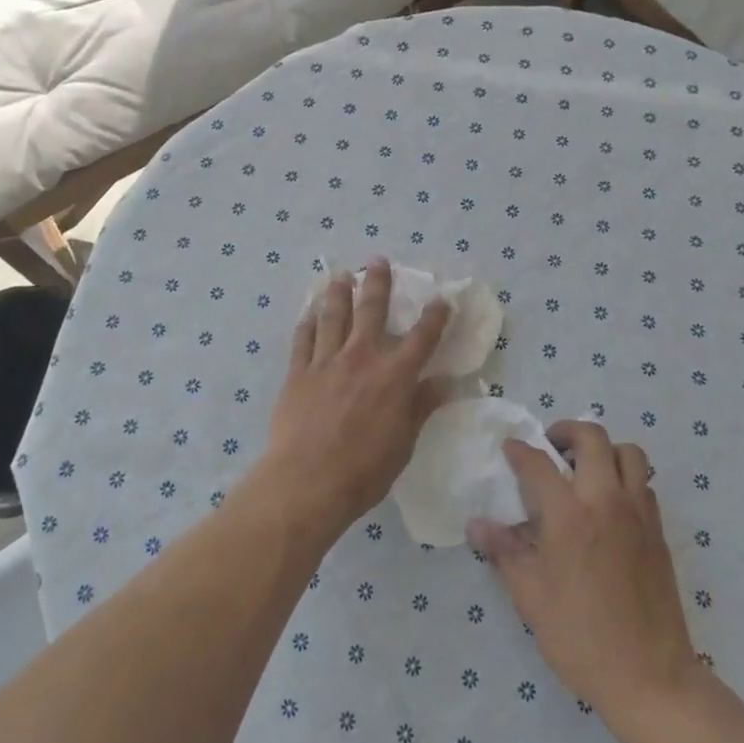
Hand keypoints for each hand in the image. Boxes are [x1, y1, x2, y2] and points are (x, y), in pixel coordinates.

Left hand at [250, 259, 451, 541]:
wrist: (306, 482)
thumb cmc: (363, 471)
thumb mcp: (403, 442)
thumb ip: (421, 406)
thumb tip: (445, 381)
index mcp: (394, 376)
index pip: (422, 337)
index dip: (435, 316)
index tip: (442, 298)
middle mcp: (361, 358)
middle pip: (371, 310)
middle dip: (378, 282)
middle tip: (377, 260)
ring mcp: (326, 362)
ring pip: (333, 316)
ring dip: (339, 293)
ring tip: (340, 275)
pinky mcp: (297, 373)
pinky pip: (303, 340)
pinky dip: (307, 323)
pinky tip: (309, 313)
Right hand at [468, 421, 700, 721]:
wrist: (651, 678)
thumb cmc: (581, 638)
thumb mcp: (531, 598)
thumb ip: (504, 552)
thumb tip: (476, 524)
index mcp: (570, 516)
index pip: (539, 464)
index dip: (520, 451)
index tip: (509, 449)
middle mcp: (607, 502)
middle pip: (592, 438)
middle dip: (567, 431)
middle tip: (551, 446)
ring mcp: (638, 514)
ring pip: (628, 454)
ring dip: (604, 450)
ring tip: (585, 469)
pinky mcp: (658, 532)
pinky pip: (644, 485)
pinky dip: (625, 478)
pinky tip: (609, 504)